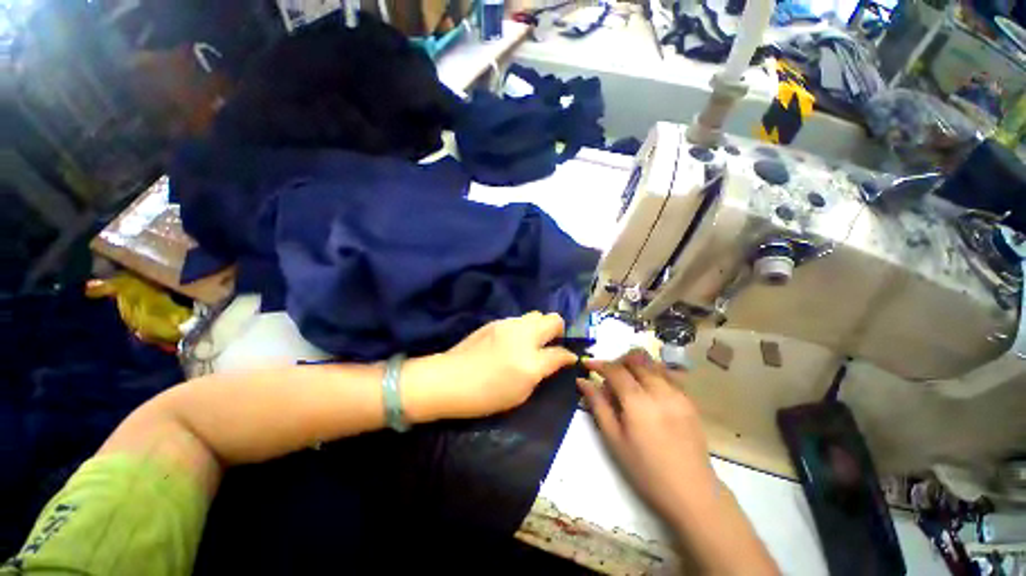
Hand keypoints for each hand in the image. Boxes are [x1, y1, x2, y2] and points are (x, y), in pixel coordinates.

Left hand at [404, 312, 578, 420]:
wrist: (448, 380)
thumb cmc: (485, 395)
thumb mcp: (520, 393)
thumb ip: (542, 373)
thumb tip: (556, 360)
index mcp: (530, 361)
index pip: (560, 353)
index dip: (568, 356)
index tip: (569, 358)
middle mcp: (523, 336)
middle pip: (552, 319)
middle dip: (558, 330)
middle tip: (551, 345)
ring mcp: (508, 325)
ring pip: (535, 315)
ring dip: (539, 326)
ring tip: (531, 342)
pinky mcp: (495, 321)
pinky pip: (518, 319)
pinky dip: (523, 327)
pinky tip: (513, 341)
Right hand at [579, 350, 717, 525]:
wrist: (691, 491)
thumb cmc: (645, 470)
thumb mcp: (614, 439)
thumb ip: (598, 405)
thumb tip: (582, 381)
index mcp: (638, 402)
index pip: (615, 370)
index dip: (599, 364)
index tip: (586, 364)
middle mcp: (660, 391)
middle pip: (636, 358)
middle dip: (618, 361)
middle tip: (609, 376)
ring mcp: (678, 393)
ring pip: (653, 362)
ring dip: (636, 364)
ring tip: (628, 381)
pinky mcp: (689, 400)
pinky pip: (668, 374)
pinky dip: (653, 372)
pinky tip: (647, 390)